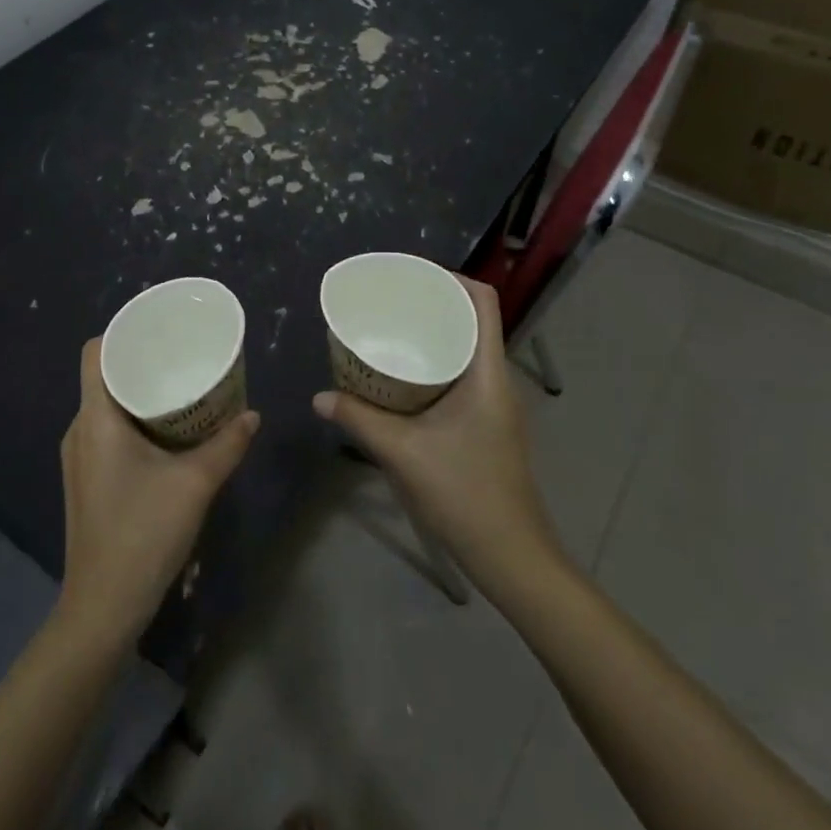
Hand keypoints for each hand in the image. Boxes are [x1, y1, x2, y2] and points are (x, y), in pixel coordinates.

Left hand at [58, 339, 259, 644]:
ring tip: (181, 387)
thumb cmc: (143, 534)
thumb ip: (227, 444)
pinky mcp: (86, 479)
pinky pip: (107, 430)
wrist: (103, 607)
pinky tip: (167, 432)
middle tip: (183, 355)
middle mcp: (79, 431)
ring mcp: (79, 457)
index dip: (122, 332)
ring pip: (106, 405)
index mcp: (95, 419)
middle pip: (103, 376)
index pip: (94, 352)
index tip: (159, 329)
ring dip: (140, 392)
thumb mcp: (195, 484)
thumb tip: (252, 415)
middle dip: (142, 361)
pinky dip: (134, 419)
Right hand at [313, 276, 564, 601]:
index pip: (483, 302)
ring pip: (467, 349)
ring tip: (392, 331)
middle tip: (391, 301)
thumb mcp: (403, 453)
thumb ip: (360, 420)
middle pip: (473, 320)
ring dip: (435, 334)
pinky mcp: (486, 423)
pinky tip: (404, 378)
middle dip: (434, 303)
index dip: (452, 278)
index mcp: (487, 373)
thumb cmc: (464, 494)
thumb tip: (320, 397)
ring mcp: (495, 403)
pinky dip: (436, 363)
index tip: (412, 275)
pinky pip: (462, 375)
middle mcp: (496, 379)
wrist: (510, 554)